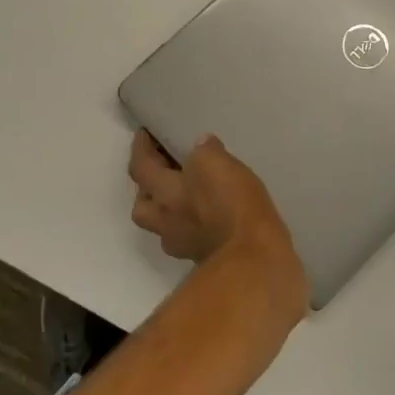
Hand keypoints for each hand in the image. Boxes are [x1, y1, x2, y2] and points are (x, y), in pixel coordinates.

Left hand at [127, 131, 307, 310]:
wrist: (254, 259)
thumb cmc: (231, 205)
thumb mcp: (218, 163)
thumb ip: (205, 152)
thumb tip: (201, 147)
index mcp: (164, 193)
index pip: (141, 167)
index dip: (140, 148)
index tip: (143, 134)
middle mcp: (166, 221)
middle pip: (142, 205)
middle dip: (146, 187)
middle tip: (162, 170)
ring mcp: (183, 244)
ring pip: (163, 224)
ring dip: (168, 209)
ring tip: (187, 194)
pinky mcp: (204, 259)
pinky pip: (189, 236)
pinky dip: (194, 223)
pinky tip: (211, 214)